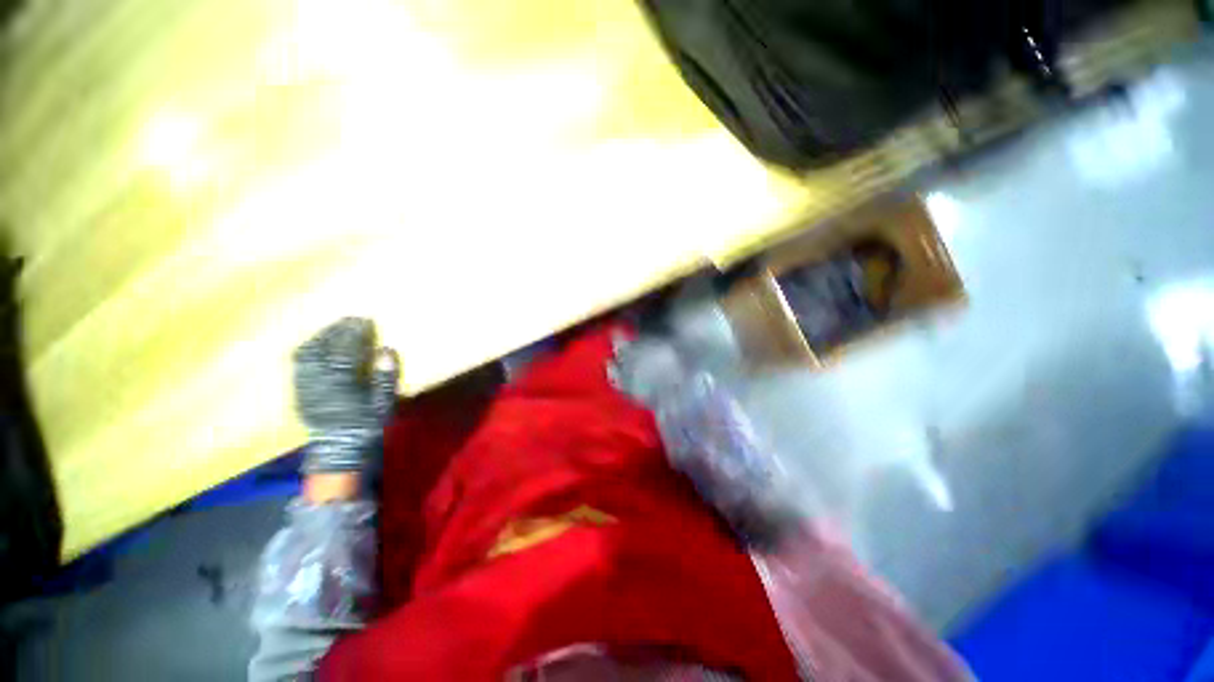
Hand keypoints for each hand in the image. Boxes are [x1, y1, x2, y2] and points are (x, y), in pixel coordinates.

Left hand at [294, 318, 398, 472]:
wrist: (340, 449)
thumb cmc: (366, 424)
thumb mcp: (383, 403)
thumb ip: (384, 377)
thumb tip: (386, 351)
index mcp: (341, 382)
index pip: (346, 349)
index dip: (355, 332)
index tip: (364, 320)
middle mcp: (318, 380)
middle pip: (323, 347)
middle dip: (336, 330)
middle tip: (349, 320)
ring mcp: (304, 386)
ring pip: (305, 354)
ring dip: (319, 338)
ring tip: (332, 329)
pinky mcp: (298, 391)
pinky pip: (298, 365)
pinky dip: (308, 350)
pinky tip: (317, 347)